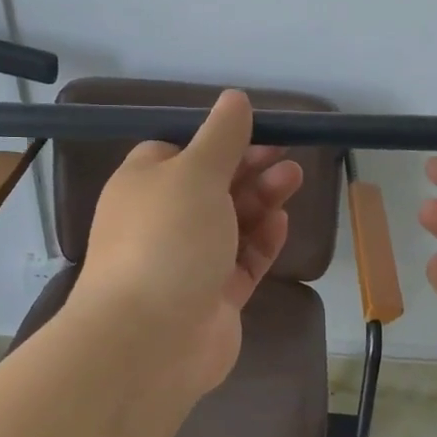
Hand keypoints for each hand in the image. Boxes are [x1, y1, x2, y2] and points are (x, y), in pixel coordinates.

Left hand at [70, 90, 303, 400]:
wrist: (151, 338)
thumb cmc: (167, 239)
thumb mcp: (194, 172)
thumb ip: (221, 136)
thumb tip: (234, 98)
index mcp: (144, 186)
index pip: (178, 153)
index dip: (217, 141)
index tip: (255, 132)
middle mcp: (162, 222)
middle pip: (211, 187)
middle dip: (249, 169)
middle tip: (286, 156)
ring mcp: (188, 262)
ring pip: (231, 224)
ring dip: (260, 200)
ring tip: (293, 180)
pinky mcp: (213, 298)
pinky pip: (242, 262)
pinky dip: (261, 242)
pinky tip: (281, 224)